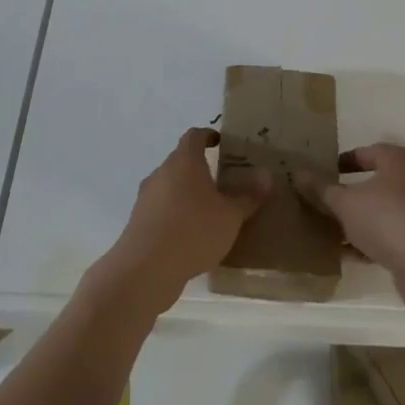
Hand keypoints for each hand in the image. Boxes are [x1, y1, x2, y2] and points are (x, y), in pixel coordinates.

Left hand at [86, 128, 267, 316]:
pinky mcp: (138, 221)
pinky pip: (161, 209)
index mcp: (184, 161)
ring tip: (207, 212)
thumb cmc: (194, 231)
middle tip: (221, 182)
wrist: (146, 268)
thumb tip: (265, 175)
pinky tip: (189, 236)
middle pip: (181, 161)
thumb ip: (248, 196)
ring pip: (169, 186)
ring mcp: (146, 196)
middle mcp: (162, 172)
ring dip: (186, 193)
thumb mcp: (230, 216)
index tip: (219, 143)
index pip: (194, 136)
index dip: (207, 136)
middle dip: (199, 168)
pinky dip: (175, 214)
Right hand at [303, 144, 404, 319]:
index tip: (320, 172)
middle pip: (372, 184)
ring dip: (354, 222)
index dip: (342, 161)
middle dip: (346, 195)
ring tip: (324, 230)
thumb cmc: (388, 218)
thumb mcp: (346, 202)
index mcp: (397, 160)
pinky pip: (386, 238)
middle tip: (319, 202)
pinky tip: (342, 255)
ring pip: (378, 213)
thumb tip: (297, 172)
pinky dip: (366, 244)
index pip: (365, 152)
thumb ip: (321, 189)